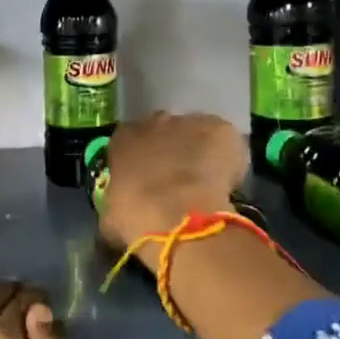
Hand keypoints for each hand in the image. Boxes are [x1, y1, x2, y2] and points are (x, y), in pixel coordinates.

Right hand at [98, 112, 248, 259]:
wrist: (178, 215)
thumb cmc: (136, 217)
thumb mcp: (112, 216)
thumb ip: (116, 203)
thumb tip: (119, 212)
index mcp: (123, 139)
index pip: (130, 142)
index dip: (142, 161)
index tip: (149, 181)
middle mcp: (154, 122)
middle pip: (164, 132)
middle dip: (171, 152)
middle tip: (178, 182)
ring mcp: (189, 122)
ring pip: (196, 134)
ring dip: (199, 153)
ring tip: (207, 185)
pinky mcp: (219, 128)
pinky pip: (224, 141)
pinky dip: (228, 158)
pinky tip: (227, 182)